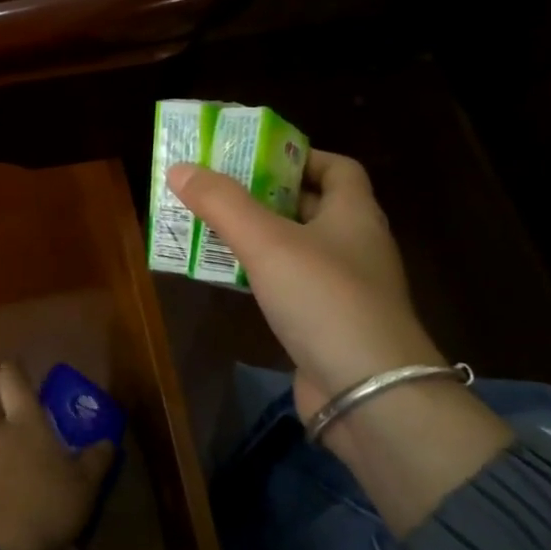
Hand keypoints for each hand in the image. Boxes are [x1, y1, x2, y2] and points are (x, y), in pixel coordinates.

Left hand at [0, 364, 115, 549]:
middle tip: (23, 443)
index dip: (13, 372)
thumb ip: (96, 462)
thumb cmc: (44, 503)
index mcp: (24, 423)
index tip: (16, 368)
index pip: (12, 381)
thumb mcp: (84, 486)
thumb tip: (107, 442)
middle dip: (1, 425)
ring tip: (20, 492)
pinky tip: (7, 518)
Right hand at [167, 151, 441, 419]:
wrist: (370, 394)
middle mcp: (355, 245)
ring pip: (294, 247)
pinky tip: (226, 277)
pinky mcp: (327, 323)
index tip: (253, 156)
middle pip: (309, 205)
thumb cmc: (324, 300)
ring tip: (207, 226)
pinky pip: (288, 285)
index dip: (298, 155)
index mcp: (354, 214)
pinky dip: (259, 275)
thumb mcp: (267, 242)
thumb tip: (180, 168)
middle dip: (262, 194)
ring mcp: (343, 287)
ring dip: (255, 236)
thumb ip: (222, 203)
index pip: (337, 167)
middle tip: (215, 189)